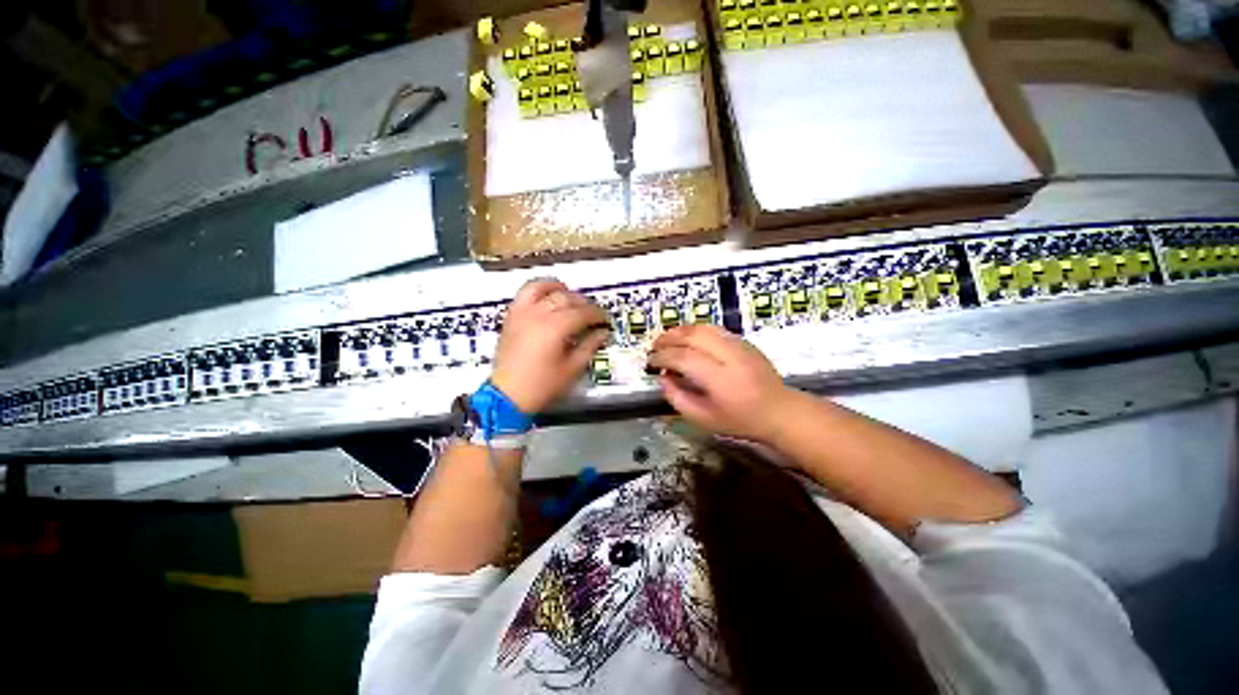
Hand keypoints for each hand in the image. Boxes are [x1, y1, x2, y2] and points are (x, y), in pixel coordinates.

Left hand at [490, 278, 609, 413]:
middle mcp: (538, 314)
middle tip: (592, 313)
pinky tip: (545, 297)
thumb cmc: (541, 386)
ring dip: (558, 287)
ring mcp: (522, 313)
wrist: (507, 395)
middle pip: (565, 297)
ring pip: (541, 287)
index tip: (605, 321)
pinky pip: (523, 294)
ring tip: (568, 294)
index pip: (582, 312)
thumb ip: (588, 347)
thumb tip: (601, 333)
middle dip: (582, 303)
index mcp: (555, 327)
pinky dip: (537, 290)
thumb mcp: (571, 370)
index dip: (597, 315)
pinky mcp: (511, 317)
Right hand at [648, 325, 800, 442]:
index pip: (684, 358)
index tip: (650, 362)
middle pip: (693, 335)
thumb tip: (663, 378)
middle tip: (654, 347)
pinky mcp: (745, 342)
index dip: (662, 356)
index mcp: (720, 379)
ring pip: (705, 327)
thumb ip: (679, 399)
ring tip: (668, 340)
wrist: (778, 411)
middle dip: (669, 338)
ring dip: (682, 331)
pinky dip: (698, 331)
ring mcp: (740, 346)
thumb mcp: (704, 420)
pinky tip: (689, 341)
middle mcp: (730, 357)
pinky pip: (716, 330)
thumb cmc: (740, 421)